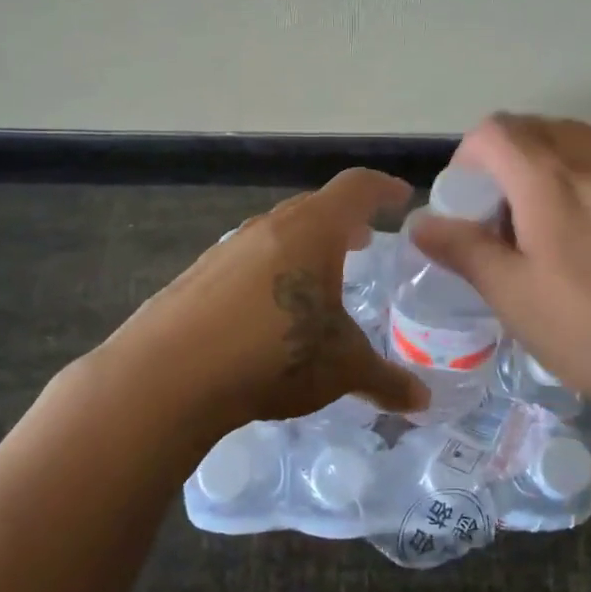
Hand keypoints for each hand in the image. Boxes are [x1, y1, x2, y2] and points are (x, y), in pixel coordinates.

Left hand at [102, 169, 428, 431]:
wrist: (167, 375)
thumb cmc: (274, 354)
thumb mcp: (342, 368)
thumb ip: (386, 381)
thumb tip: (424, 403)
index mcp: (312, 230)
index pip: (356, 188)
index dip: (383, 188)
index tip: (401, 195)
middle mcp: (269, 227)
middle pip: (315, 207)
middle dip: (345, 220)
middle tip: (366, 240)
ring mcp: (227, 249)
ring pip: (278, 233)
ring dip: (306, 245)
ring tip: (321, 274)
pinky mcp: (198, 275)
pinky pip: (248, 260)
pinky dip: (271, 270)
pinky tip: (271, 308)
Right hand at [410, 114, 590, 425]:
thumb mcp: (518, 299)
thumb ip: (464, 252)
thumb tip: (420, 223)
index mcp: (550, 178)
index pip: (494, 131)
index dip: (467, 159)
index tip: (467, 207)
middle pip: (535, 130)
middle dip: (504, 163)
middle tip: (500, 222)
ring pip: (576, 147)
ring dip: (545, 172)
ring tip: (545, 236)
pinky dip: (585, 186)